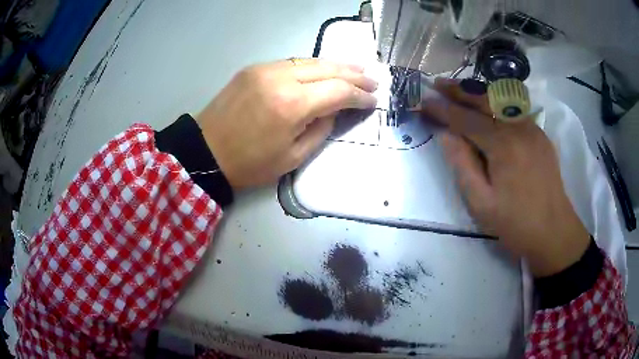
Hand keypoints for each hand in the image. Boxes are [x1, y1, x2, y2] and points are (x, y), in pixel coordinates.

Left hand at [196, 59, 377, 189]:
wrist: (206, 151)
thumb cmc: (250, 163)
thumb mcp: (294, 157)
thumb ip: (321, 129)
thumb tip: (334, 109)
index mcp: (292, 105)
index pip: (339, 91)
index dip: (360, 96)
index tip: (373, 101)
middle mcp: (281, 78)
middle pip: (328, 69)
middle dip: (354, 74)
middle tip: (373, 80)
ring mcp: (265, 69)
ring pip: (310, 60)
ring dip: (335, 66)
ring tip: (356, 70)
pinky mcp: (254, 68)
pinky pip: (291, 62)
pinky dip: (312, 66)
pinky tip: (323, 71)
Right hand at [423, 79, 589, 277]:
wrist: (554, 232)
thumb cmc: (516, 224)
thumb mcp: (481, 204)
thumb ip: (462, 166)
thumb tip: (446, 135)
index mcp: (503, 145)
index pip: (465, 119)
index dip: (442, 109)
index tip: (423, 101)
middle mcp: (519, 127)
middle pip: (485, 100)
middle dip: (459, 90)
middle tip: (438, 83)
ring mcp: (533, 128)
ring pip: (501, 101)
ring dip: (477, 94)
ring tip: (458, 89)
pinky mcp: (540, 135)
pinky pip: (514, 111)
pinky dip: (496, 104)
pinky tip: (488, 107)